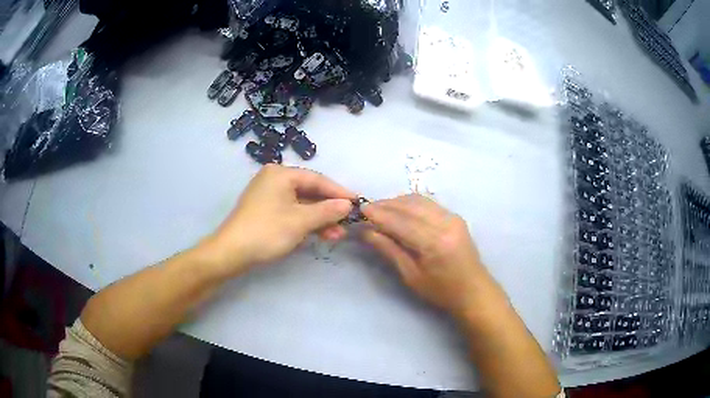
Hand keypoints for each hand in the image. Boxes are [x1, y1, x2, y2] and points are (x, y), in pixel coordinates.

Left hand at [202, 165, 355, 275]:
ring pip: (302, 205)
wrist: (231, 253)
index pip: (317, 179)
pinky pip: (292, 213)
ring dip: (320, 219)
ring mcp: (270, 196)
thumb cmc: (266, 231)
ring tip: (338, 235)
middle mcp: (275, 180)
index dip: (339, 192)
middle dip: (329, 209)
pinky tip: (322, 235)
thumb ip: (327, 211)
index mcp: (281, 174)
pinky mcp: (267, 212)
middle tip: (348, 222)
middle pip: (310, 192)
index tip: (358, 202)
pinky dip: (306, 223)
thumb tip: (348, 205)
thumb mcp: (300, 221)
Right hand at [361, 194, 490, 316]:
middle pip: (410, 206)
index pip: (401, 221)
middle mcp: (446, 223)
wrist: (473, 290)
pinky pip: (428, 203)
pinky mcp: (455, 216)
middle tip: (367, 210)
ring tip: (380, 210)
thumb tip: (366, 232)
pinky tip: (399, 210)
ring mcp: (453, 217)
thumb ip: (389, 250)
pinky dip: (410, 203)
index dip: (379, 214)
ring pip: (419, 200)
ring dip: (397, 202)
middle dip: (386, 205)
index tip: (360, 210)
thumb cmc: (441, 291)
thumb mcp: (411, 276)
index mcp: (435, 243)